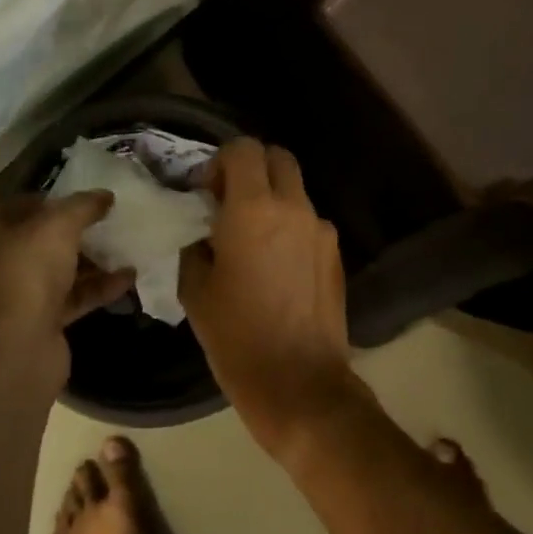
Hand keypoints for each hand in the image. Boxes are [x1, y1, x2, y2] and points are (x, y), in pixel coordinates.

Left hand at [0, 192, 134, 392]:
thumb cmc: (26, 274)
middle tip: (109, 221)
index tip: (85, 199)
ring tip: (126, 246)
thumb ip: (83, 206)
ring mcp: (15, 294)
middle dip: (76, 231)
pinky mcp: (38, 321)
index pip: (18, 204)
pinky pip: (71, 297)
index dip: (52, 199)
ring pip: (57, 269)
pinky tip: (129, 277)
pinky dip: (97, 288)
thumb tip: (105, 195)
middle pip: (39, 238)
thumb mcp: (58, 227)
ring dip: (91, 260)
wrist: (17, 352)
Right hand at [179, 139, 360, 464]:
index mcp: (253, 209)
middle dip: (251, 169)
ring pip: (295, 191)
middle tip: (230, 204)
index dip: (221, 162)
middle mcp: (293, 208)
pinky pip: (309, 222)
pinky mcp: (336, 254)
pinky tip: (277, 266)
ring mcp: (321, 230)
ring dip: (273, 200)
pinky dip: (291, 227)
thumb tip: (204, 229)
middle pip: (277, 158)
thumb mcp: (196, 289)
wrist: (299, 384)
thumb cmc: (236, 337)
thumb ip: (197, 243)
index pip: (243, 148)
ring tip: (254, 240)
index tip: (207, 194)